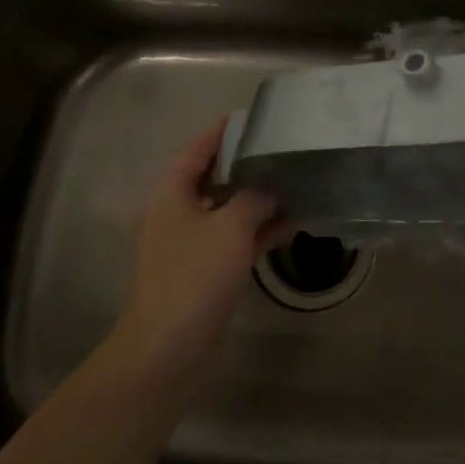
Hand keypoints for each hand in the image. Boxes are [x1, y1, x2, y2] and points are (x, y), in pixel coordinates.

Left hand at [114, 121, 285, 375]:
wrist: (169, 346)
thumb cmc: (195, 274)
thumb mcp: (230, 226)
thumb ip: (253, 197)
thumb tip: (269, 184)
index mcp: (173, 193)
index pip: (197, 149)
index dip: (222, 131)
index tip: (252, 116)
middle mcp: (178, 212)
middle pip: (214, 177)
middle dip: (247, 164)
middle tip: (282, 147)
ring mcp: (191, 243)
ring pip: (228, 209)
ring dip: (258, 198)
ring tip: (295, 181)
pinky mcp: (205, 269)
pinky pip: (234, 238)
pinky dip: (258, 229)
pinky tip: (291, 223)